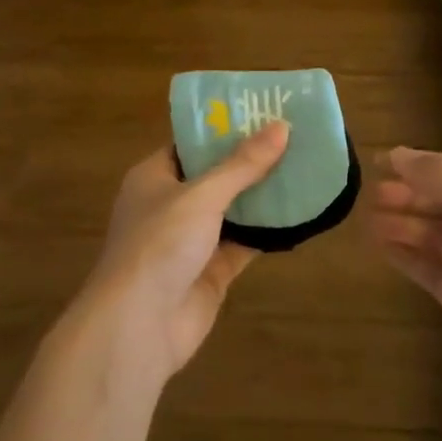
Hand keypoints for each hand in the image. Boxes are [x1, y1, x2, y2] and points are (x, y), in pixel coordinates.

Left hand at [74, 122, 289, 387]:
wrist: (137, 328)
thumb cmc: (159, 245)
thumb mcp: (201, 195)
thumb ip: (242, 165)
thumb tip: (281, 126)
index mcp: (154, 177)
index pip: (191, 143)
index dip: (224, 128)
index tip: (262, 113)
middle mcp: (170, 205)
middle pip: (216, 176)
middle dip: (250, 161)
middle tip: (293, 138)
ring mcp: (190, 241)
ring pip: (232, 210)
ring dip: (262, 195)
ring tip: (303, 168)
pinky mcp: (210, 272)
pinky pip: (243, 244)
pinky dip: (266, 232)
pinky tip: (299, 214)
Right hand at [368, 149, 441, 414]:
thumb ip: (441, 180)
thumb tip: (398, 153)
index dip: (416, 164)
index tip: (378, 162)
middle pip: (441, 200)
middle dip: (407, 196)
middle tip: (371, 196)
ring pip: (433, 234)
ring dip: (403, 225)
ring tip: (369, 223)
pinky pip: (430, 266)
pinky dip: (407, 255)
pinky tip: (381, 248)